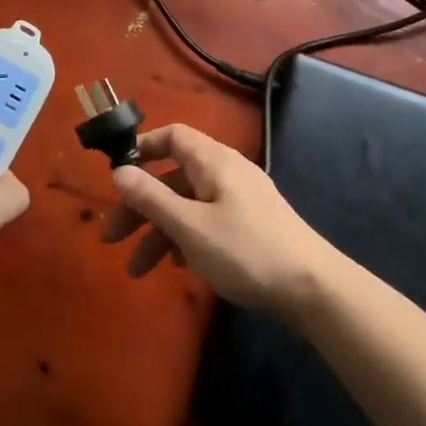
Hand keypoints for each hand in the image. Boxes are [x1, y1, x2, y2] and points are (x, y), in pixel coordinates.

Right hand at [99, 124, 336, 316]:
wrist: (314, 289)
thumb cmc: (246, 251)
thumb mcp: (190, 227)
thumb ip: (151, 198)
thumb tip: (119, 170)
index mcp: (213, 161)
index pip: (173, 136)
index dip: (143, 149)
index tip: (117, 175)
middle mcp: (227, 172)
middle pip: (174, 176)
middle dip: (140, 205)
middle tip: (112, 237)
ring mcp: (242, 199)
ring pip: (188, 204)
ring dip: (159, 231)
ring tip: (138, 271)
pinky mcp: (252, 225)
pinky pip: (207, 220)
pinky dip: (186, 238)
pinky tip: (178, 267)